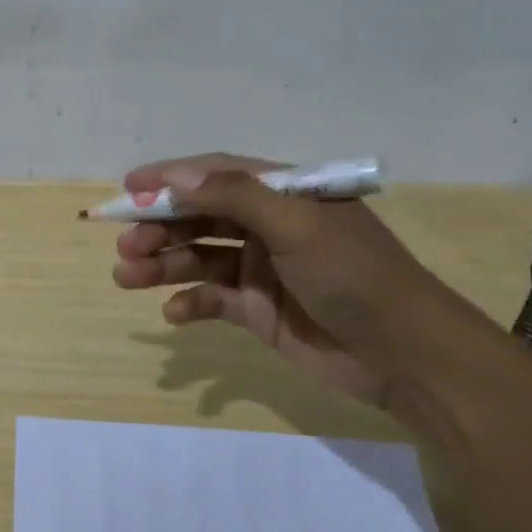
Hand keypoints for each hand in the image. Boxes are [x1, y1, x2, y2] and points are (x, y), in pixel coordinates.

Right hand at [110, 153, 450, 407]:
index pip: (216, 174)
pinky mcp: (258, 310)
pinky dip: (189, 304)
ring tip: (126, 276)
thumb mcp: (297, 225)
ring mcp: (261, 269)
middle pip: (199, 217)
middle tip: (125, 245)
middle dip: (158, 227)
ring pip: (198, 258)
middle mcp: (267, 226)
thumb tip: (176, 177)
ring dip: (162, 264)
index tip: (128, 187)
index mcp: (282, 195)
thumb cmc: (353, 275)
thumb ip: (235, 196)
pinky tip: (173, 314)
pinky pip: (212, 300)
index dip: (170, 178)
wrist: (406, 356)